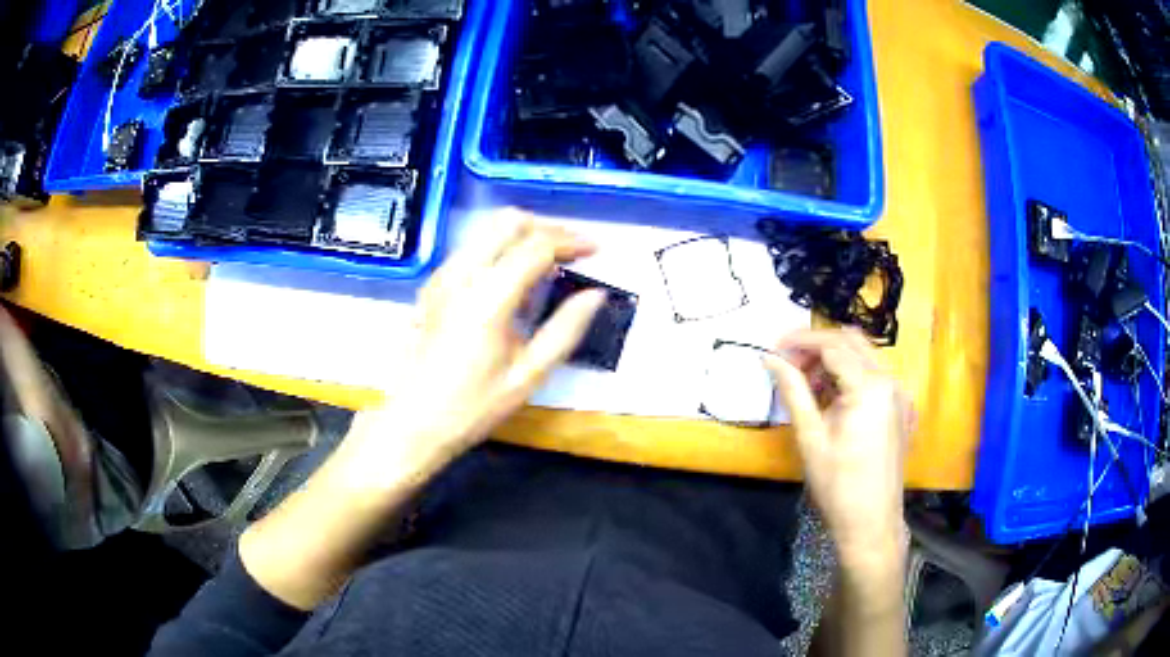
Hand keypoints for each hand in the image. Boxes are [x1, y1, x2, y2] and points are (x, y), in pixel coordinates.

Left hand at [239, 210, 604, 609]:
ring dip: (523, 237)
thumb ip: (565, 330)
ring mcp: (442, 276)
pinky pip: (473, 249)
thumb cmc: (472, 407)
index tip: (596, 250)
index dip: (572, 242)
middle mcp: (462, 274)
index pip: (537, 246)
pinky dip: (501, 250)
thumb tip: (595, 294)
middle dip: (547, 228)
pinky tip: (513, 283)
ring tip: (549, 267)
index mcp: (488, 298)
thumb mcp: (528, 376)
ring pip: (488, 231)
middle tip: (573, 252)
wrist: (412, 421)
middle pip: (509, 221)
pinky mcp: (433, 284)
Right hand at [764, 329, 911, 564]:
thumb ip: (792, 390)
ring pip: (865, 357)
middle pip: (852, 342)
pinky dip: (852, 376)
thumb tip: (769, 358)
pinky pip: (876, 377)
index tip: (774, 349)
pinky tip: (833, 399)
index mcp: (870, 386)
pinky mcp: (901, 409)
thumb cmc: (837, 484)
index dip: (801, 341)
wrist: (871, 522)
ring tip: (807, 385)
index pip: (832, 345)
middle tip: (789, 364)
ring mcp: (900, 394)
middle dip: (818, 346)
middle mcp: (891, 381)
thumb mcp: (810, 437)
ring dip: (835, 360)